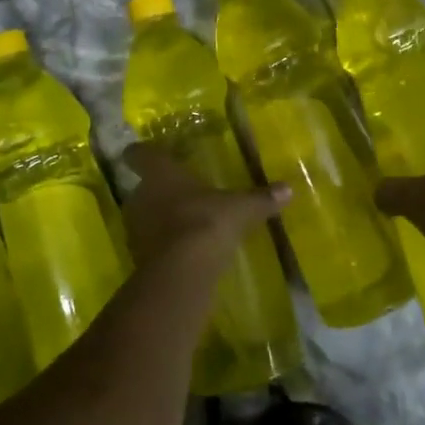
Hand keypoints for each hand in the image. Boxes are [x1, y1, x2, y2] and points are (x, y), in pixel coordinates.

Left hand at [120, 145, 290, 268]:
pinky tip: (183, 251)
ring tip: (183, 222)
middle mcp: (141, 195)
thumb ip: (261, 198)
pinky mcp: (138, 257)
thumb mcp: (241, 209)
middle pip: (142, 186)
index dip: (141, 152)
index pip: (139, 154)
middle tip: (179, 192)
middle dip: (157, 190)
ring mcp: (136, 228)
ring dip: (159, 218)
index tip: (146, 152)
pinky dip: (162, 245)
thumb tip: (288, 189)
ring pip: (144, 215)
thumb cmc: (207, 222)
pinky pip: (149, 243)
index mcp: (160, 173)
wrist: (182, 272)